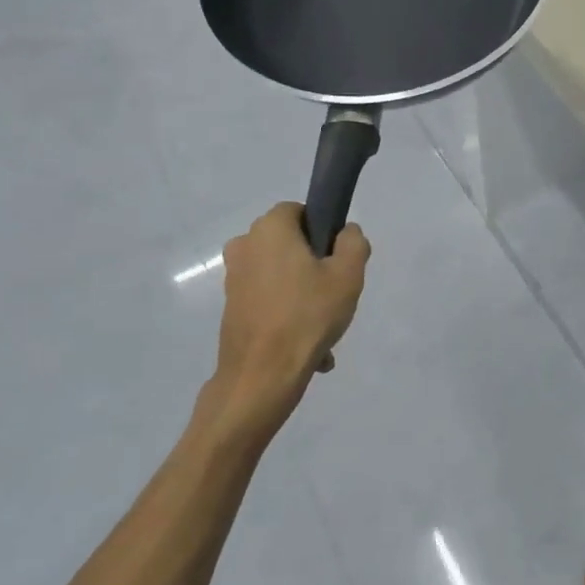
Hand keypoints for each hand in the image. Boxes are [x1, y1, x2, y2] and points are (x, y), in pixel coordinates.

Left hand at [213, 203, 369, 392]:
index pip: (299, 210)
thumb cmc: (308, 315)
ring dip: (304, 296)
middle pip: (289, 244)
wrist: (263, 374)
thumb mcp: (348, 274)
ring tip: (325, 330)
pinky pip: (270, 301)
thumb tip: (346, 232)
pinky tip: (309, 347)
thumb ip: (353, 243)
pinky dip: (288, 315)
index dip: (323, 229)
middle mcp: (245, 246)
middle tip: (335, 294)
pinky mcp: (231, 307)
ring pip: (282, 276)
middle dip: (314, 266)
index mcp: (270, 229)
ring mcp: (234, 278)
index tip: (338, 258)